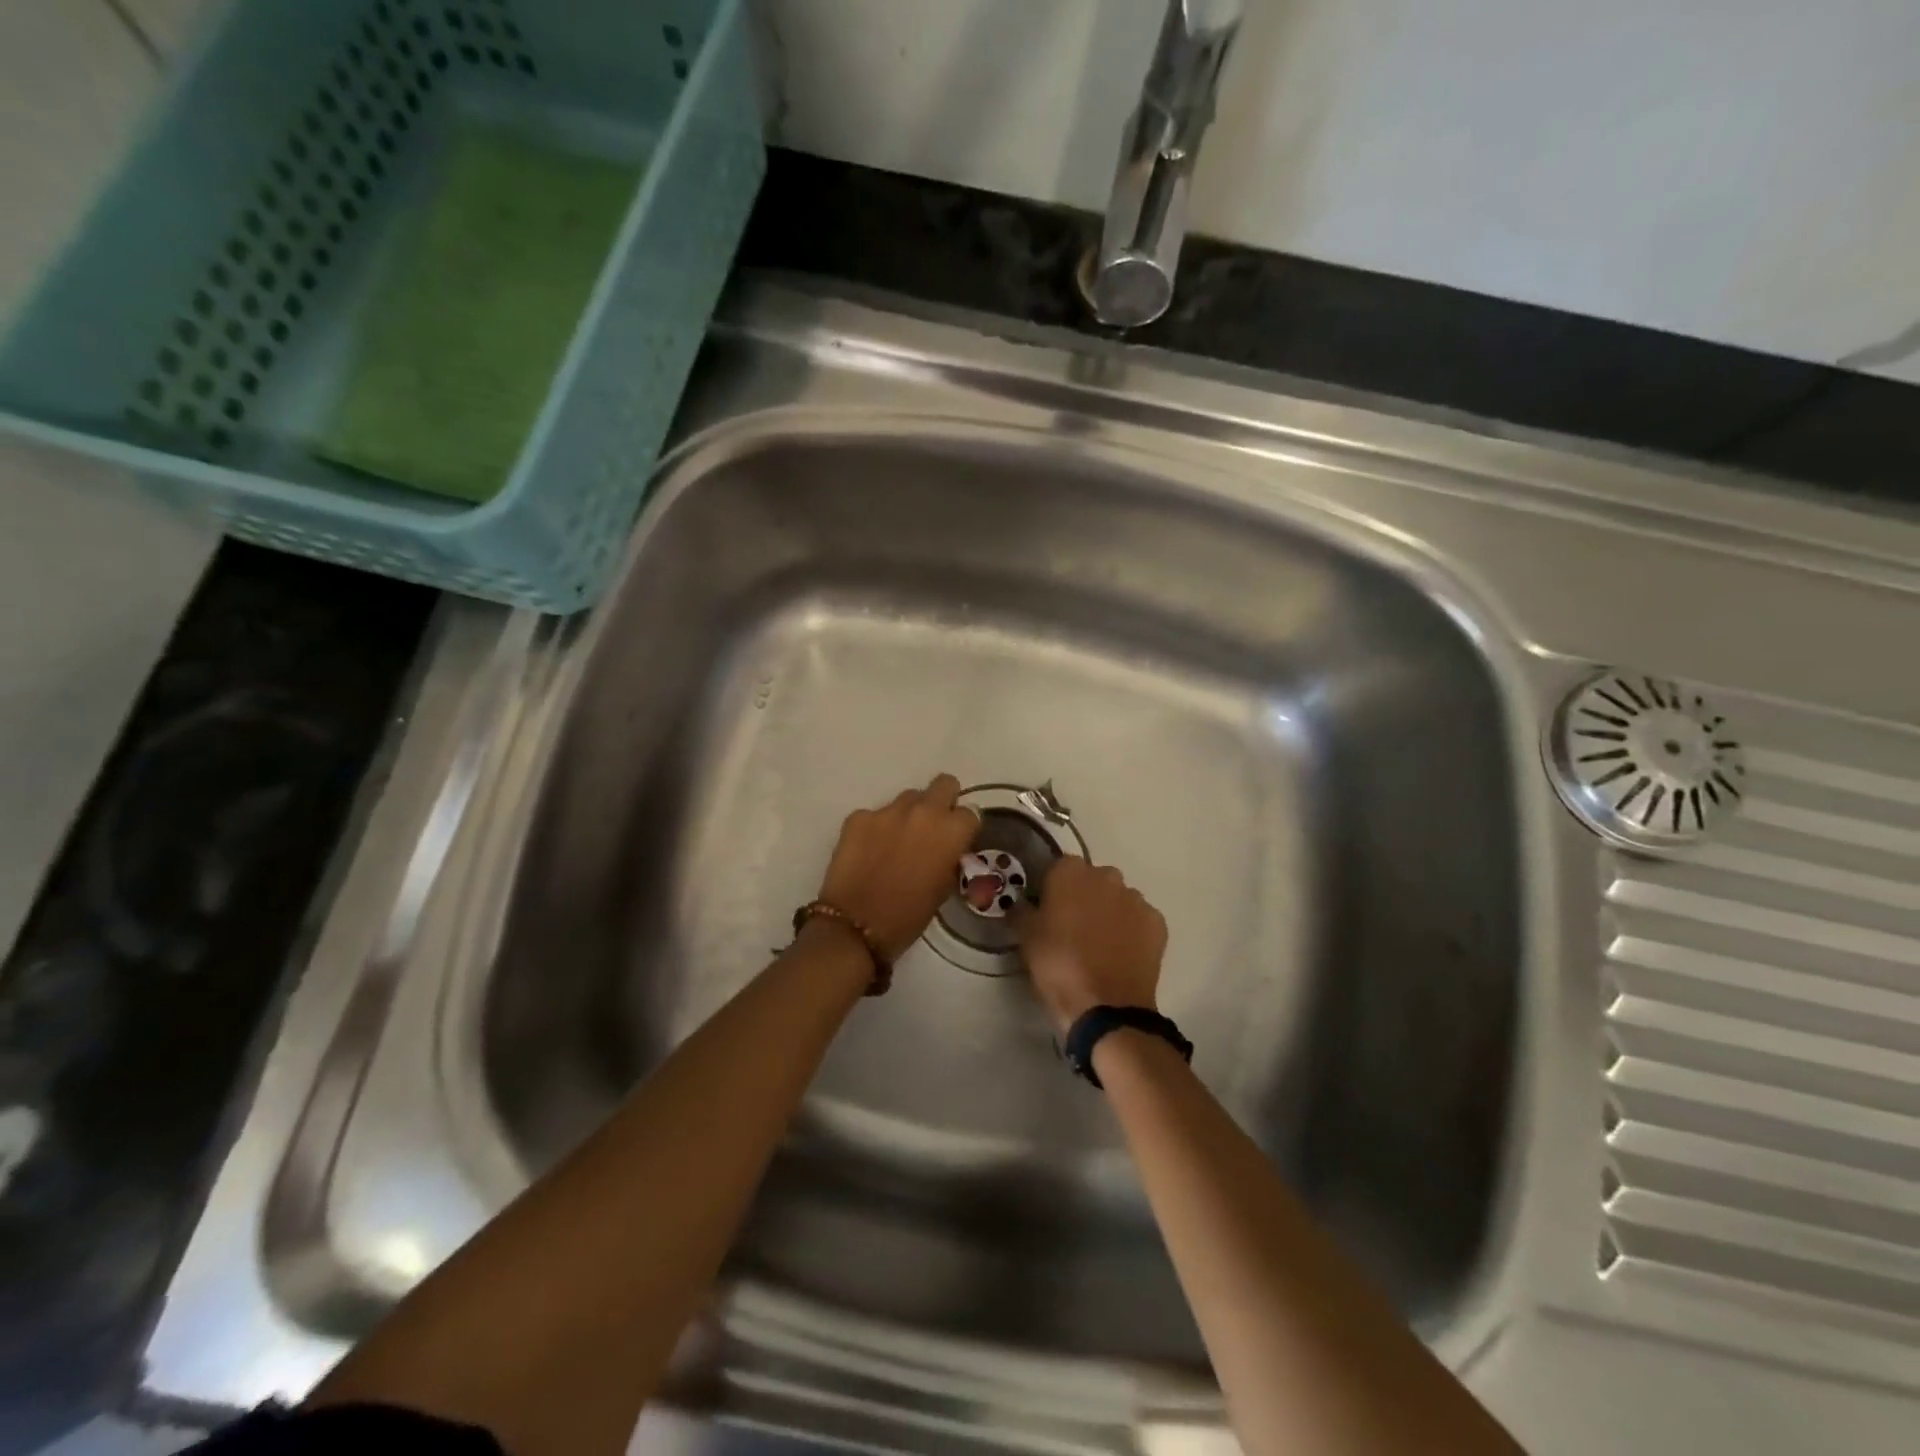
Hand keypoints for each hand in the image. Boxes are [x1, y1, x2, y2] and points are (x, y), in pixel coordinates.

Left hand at [817, 774, 979, 960]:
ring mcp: (887, 810)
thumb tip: (946, 849)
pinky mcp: (858, 816)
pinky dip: (877, 828)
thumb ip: (950, 858)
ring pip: (908, 798)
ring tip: (897, 842)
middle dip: (943, 801)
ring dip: (909, 814)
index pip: (971, 813)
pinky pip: (876, 814)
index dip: (964, 828)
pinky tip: (870, 851)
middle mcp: (923, 811)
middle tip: (933, 827)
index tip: (956, 842)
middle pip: (944, 784)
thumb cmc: (908, 917)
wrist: (855, 927)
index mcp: (950, 831)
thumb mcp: (943, 889)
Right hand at [1018, 858, 1166, 1032]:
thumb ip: (1022, 911)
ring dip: (1109, 912)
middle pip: (1092, 880)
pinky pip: (1139, 919)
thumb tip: (1021, 903)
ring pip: (1118, 898)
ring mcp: (1135, 898)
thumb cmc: (1058, 966)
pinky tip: (1121, 954)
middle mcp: (1106, 876)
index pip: (1058, 868)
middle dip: (1084, 897)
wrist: (1106, 1007)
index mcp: (1070, 872)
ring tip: (1100, 945)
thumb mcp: (1026, 938)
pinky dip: (1131, 930)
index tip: (1047, 910)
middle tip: (1073, 928)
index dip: (1053, 888)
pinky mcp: (1157, 922)